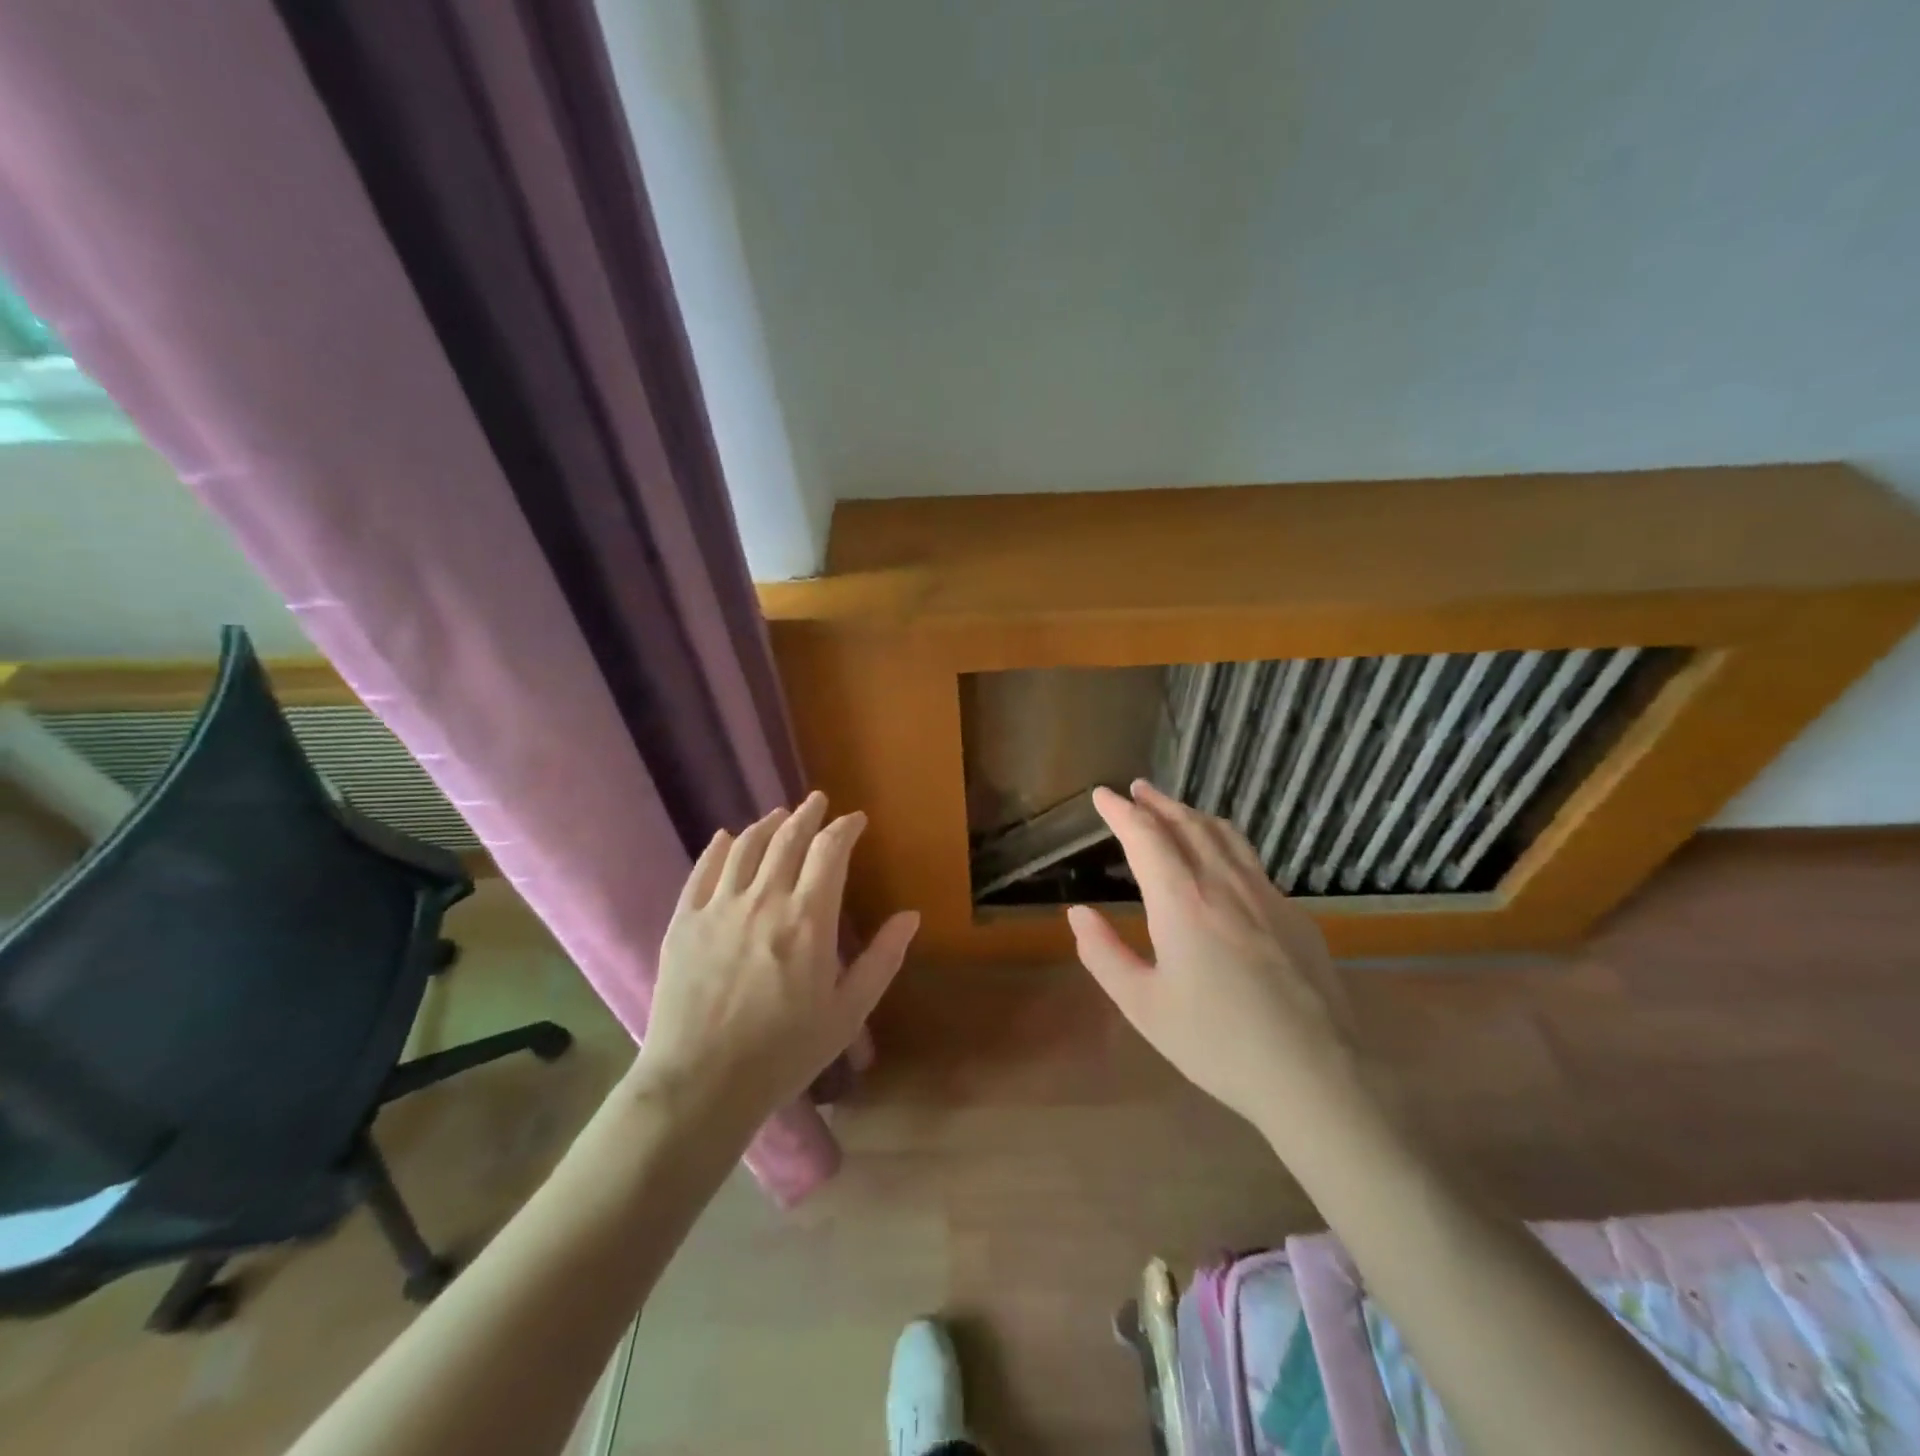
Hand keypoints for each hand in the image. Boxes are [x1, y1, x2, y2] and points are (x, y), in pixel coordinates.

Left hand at [634, 792, 918, 1128]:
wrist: (701, 1084)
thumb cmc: (784, 1052)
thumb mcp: (847, 1012)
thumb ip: (882, 960)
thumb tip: (910, 916)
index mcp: (808, 919)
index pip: (830, 851)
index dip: (844, 828)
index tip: (855, 820)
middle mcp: (764, 900)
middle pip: (787, 839)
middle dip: (806, 815)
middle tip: (816, 801)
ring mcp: (719, 908)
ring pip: (745, 848)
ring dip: (767, 825)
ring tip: (778, 816)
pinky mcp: (684, 922)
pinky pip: (702, 871)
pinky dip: (718, 848)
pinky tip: (725, 838)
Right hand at [1067, 780, 1359, 1135]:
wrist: (1314, 1075)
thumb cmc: (1216, 1043)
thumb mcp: (1143, 1006)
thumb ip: (1104, 954)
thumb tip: (1077, 912)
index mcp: (1182, 902)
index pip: (1145, 836)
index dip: (1120, 810)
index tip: (1102, 795)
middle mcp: (1224, 884)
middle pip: (1187, 824)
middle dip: (1157, 802)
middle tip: (1136, 790)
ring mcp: (1267, 895)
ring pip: (1225, 835)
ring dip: (1192, 814)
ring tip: (1175, 810)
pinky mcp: (1296, 914)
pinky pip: (1252, 861)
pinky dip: (1224, 842)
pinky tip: (1222, 860)